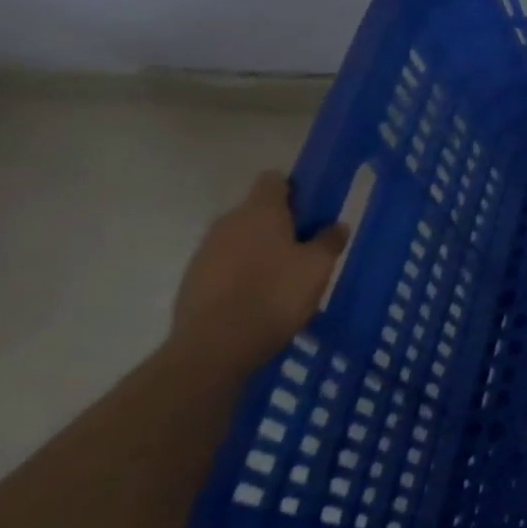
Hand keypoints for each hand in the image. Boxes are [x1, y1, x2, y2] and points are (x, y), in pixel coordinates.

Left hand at [169, 171, 349, 375]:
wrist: (215, 347)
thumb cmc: (275, 294)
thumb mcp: (319, 266)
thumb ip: (329, 240)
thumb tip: (334, 226)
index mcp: (260, 211)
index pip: (274, 180)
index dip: (295, 189)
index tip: (313, 210)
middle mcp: (227, 223)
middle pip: (257, 211)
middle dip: (281, 224)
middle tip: (307, 248)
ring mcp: (205, 252)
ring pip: (240, 239)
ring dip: (260, 250)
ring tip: (284, 278)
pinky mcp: (192, 281)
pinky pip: (225, 265)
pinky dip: (242, 274)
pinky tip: (259, 298)